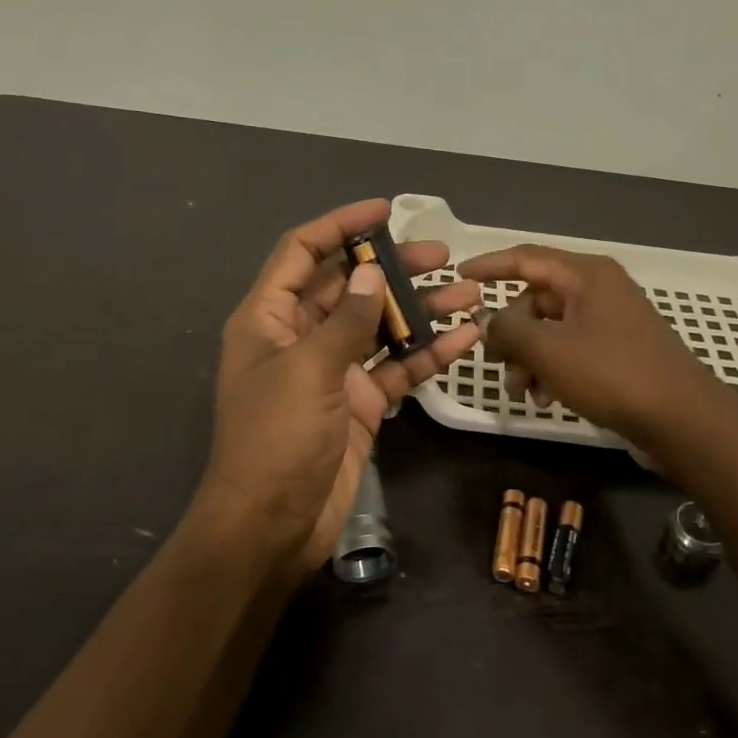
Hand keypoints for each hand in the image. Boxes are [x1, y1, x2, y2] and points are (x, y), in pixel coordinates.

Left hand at [194, 198, 481, 584]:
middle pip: (347, 286)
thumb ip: (345, 320)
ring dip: (420, 307)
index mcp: (268, 318)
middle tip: (442, 253)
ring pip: (379, 326)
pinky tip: (466, 337)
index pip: (301, 253)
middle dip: (392, 267)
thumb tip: (371, 274)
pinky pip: (396, 367)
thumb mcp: (308, 371)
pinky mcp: (360, 403)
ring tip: (469, 290)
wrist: (272, 526)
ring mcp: (332, 371)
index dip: (338, 226)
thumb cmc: (276, 439)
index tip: (383, 210)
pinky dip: (428, 352)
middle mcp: (299, 337)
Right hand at [456, 245, 717, 442]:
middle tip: (499, 364)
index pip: (525, 257)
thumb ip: (507, 329)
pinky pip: (571, 348)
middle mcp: (599, 289)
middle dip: (512, 333)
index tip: (458, 275)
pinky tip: (547, 399)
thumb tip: (488, 321)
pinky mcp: (619, 349)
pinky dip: (552, 369)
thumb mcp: (548, 350)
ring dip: (529, 358)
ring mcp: (611, 320)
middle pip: (536, 299)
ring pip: (551, 328)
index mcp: (585, 275)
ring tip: (523, 393)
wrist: (683, 420)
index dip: (489, 265)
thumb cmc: (612, 374)